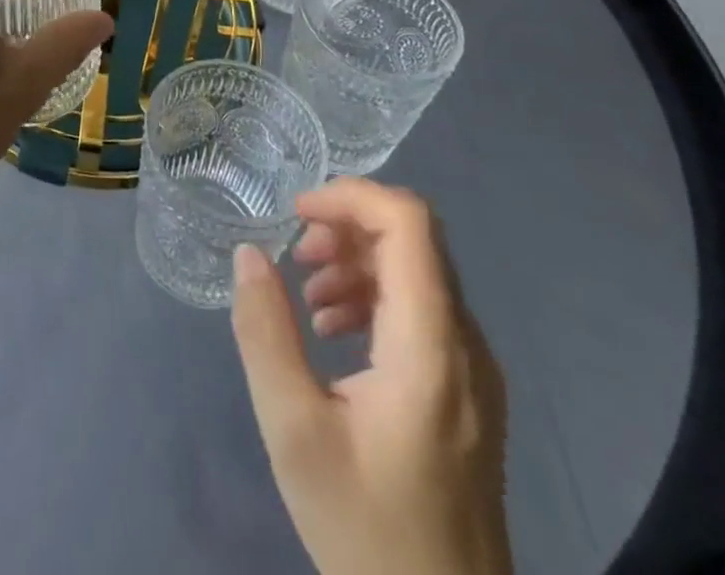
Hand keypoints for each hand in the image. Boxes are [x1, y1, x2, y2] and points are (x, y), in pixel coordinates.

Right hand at [230, 180, 511, 574]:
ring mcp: (475, 371)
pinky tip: (335, 331)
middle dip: (347, 227)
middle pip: (414, 239)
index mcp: (431, 346)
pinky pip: (423, 310)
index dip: (350, 195)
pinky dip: (375, 296)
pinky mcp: (469, 393)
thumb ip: (265, 331)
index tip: (295, 213)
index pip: (409, 222)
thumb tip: (249, 252)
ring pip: (419, 272)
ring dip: (358, 261)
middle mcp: (467, 345)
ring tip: (308, 296)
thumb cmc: (366, 528)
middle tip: (296, 256)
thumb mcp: (294, 430)